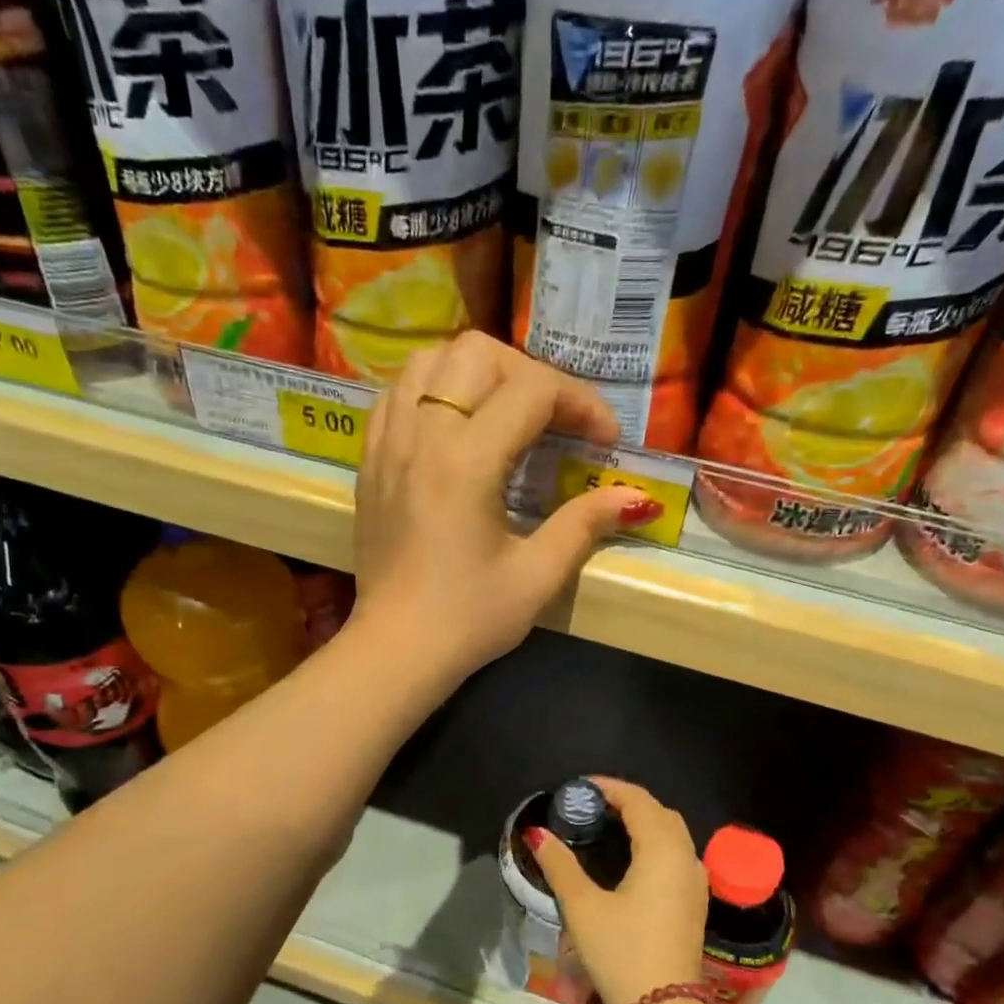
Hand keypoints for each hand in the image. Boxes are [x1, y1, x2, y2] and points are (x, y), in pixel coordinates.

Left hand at [348, 332, 655, 684]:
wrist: (395, 650)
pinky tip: (454, 428)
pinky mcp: (368, 462)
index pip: (531, 390)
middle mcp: (420, 436)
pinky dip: (432, 391)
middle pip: (475, 352)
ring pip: (427, 362)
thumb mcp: (537, 576)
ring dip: (475, 373)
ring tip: (504, 414)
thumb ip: (584, 524)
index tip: (604, 440)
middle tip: (553, 421)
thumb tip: (634, 497)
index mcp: (465, 462)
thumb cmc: (468, 619)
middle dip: (528, 374)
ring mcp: (386, 444)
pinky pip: (396, 393)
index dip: (580, 403)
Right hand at [528, 777, 709, 1003]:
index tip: (581, 786)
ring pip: (673, 834)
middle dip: (629, 801)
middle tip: (593, 805)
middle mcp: (686, 858)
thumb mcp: (583, 906)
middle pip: (660, 813)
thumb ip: (560, 865)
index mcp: (662, 850)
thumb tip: (537, 833)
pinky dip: (655, 842)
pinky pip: (677, 855)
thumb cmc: (621, 952)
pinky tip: (631, 858)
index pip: (639, 801)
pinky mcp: (695, 903)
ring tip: (609, 826)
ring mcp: (695, 882)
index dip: (610, 788)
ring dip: (645, 821)